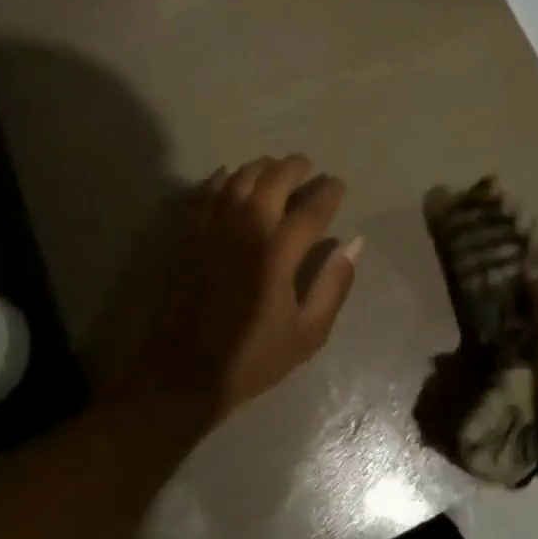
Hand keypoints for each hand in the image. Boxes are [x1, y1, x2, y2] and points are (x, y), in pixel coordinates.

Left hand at [138, 155, 359, 426]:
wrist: (185, 371)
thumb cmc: (253, 356)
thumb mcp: (308, 333)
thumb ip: (333, 284)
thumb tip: (352, 243)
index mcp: (279, 252)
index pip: (312, 208)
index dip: (329, 191)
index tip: (337, 185)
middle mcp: (246, 228)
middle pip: (274, 179)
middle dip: (295, 167)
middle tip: (307, 167)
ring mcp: (213, 227)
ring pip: (240, 178)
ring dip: (261, 167)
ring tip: (273, 168)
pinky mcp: (189, 233)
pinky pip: (208, 192)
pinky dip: (224, 178)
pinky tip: (231, 177)